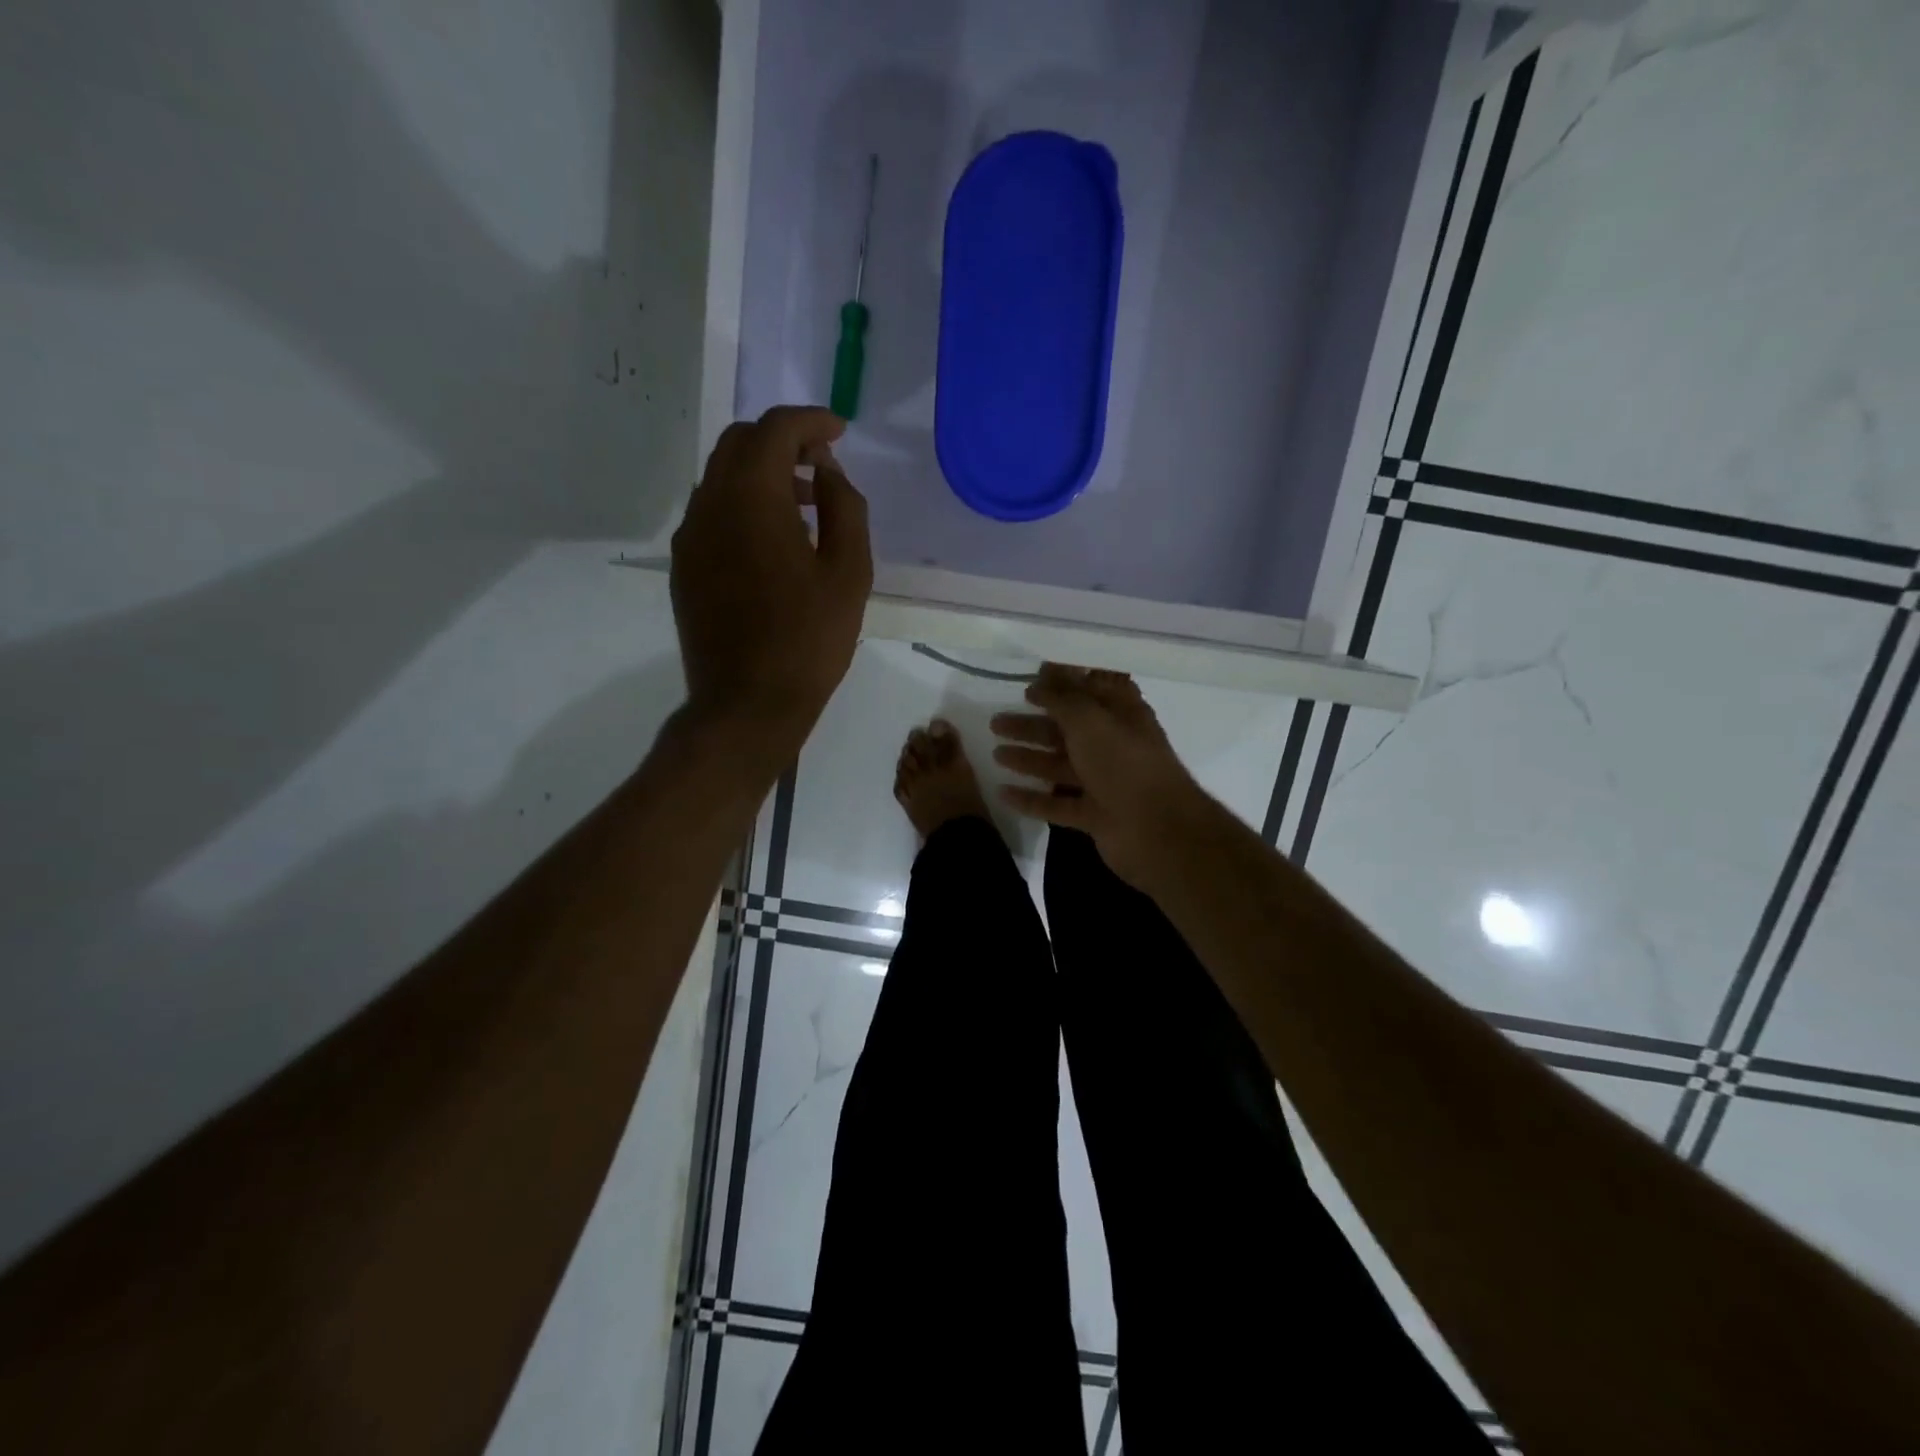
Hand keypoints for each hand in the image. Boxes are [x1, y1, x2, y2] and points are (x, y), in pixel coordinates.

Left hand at [671, 406, 872, 764]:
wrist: (747, 704)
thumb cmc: (809, 640)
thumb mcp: (849, 573)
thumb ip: (844, 507)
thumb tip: (825, 471)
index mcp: (751, 498)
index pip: (774, 430)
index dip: (810, 421)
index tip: (839, 432)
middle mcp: (709, 505)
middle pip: (739, 443)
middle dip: (782, 440)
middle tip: (821, 463)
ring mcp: (689, 538)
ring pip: (721, 477)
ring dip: (762, 473)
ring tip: (806, 504)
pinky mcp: (684, 567)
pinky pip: (712, 513)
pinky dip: (743, 504)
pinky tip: (774, 540)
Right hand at [991, 664, 1214, 887]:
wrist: (1157, 831)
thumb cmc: (1124, 763)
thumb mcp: (1090, 720)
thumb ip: (1062, 698)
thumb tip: (1041, 680)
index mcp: (1121, 715)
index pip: (1091, 689)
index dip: (1063, 681)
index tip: (1030, 678)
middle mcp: (1113, 745)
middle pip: (1067, 729)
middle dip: (1032, 724)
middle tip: (996, 720)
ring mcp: (1104, 782)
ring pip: (1059, 766)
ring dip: (1028, 758)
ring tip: (995, 753)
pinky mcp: (1094, 815)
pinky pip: (1056, 803)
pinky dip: (1031, 799)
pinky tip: (1003, 793)